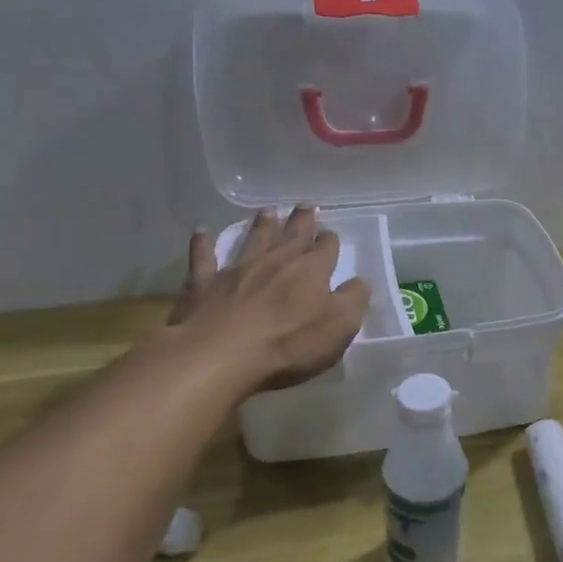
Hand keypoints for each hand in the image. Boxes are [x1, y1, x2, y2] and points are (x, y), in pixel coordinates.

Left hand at [162, 205, 370, 392]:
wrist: (219, 355)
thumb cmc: (289, 344)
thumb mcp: (338, 327)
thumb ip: (353, 300)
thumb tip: (361, 281)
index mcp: (310, 271)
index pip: (325, 249)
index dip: (329, 241)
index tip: (330, 235)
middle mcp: (275, 262)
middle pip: (291, 236)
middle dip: (301, 222)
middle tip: (305, 206)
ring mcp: (236, 271)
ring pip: (252, 240)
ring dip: (261, 226)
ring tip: (268, 211)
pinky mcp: (203, 285)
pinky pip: (203, 258)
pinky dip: (202, 244)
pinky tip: (201, 232)